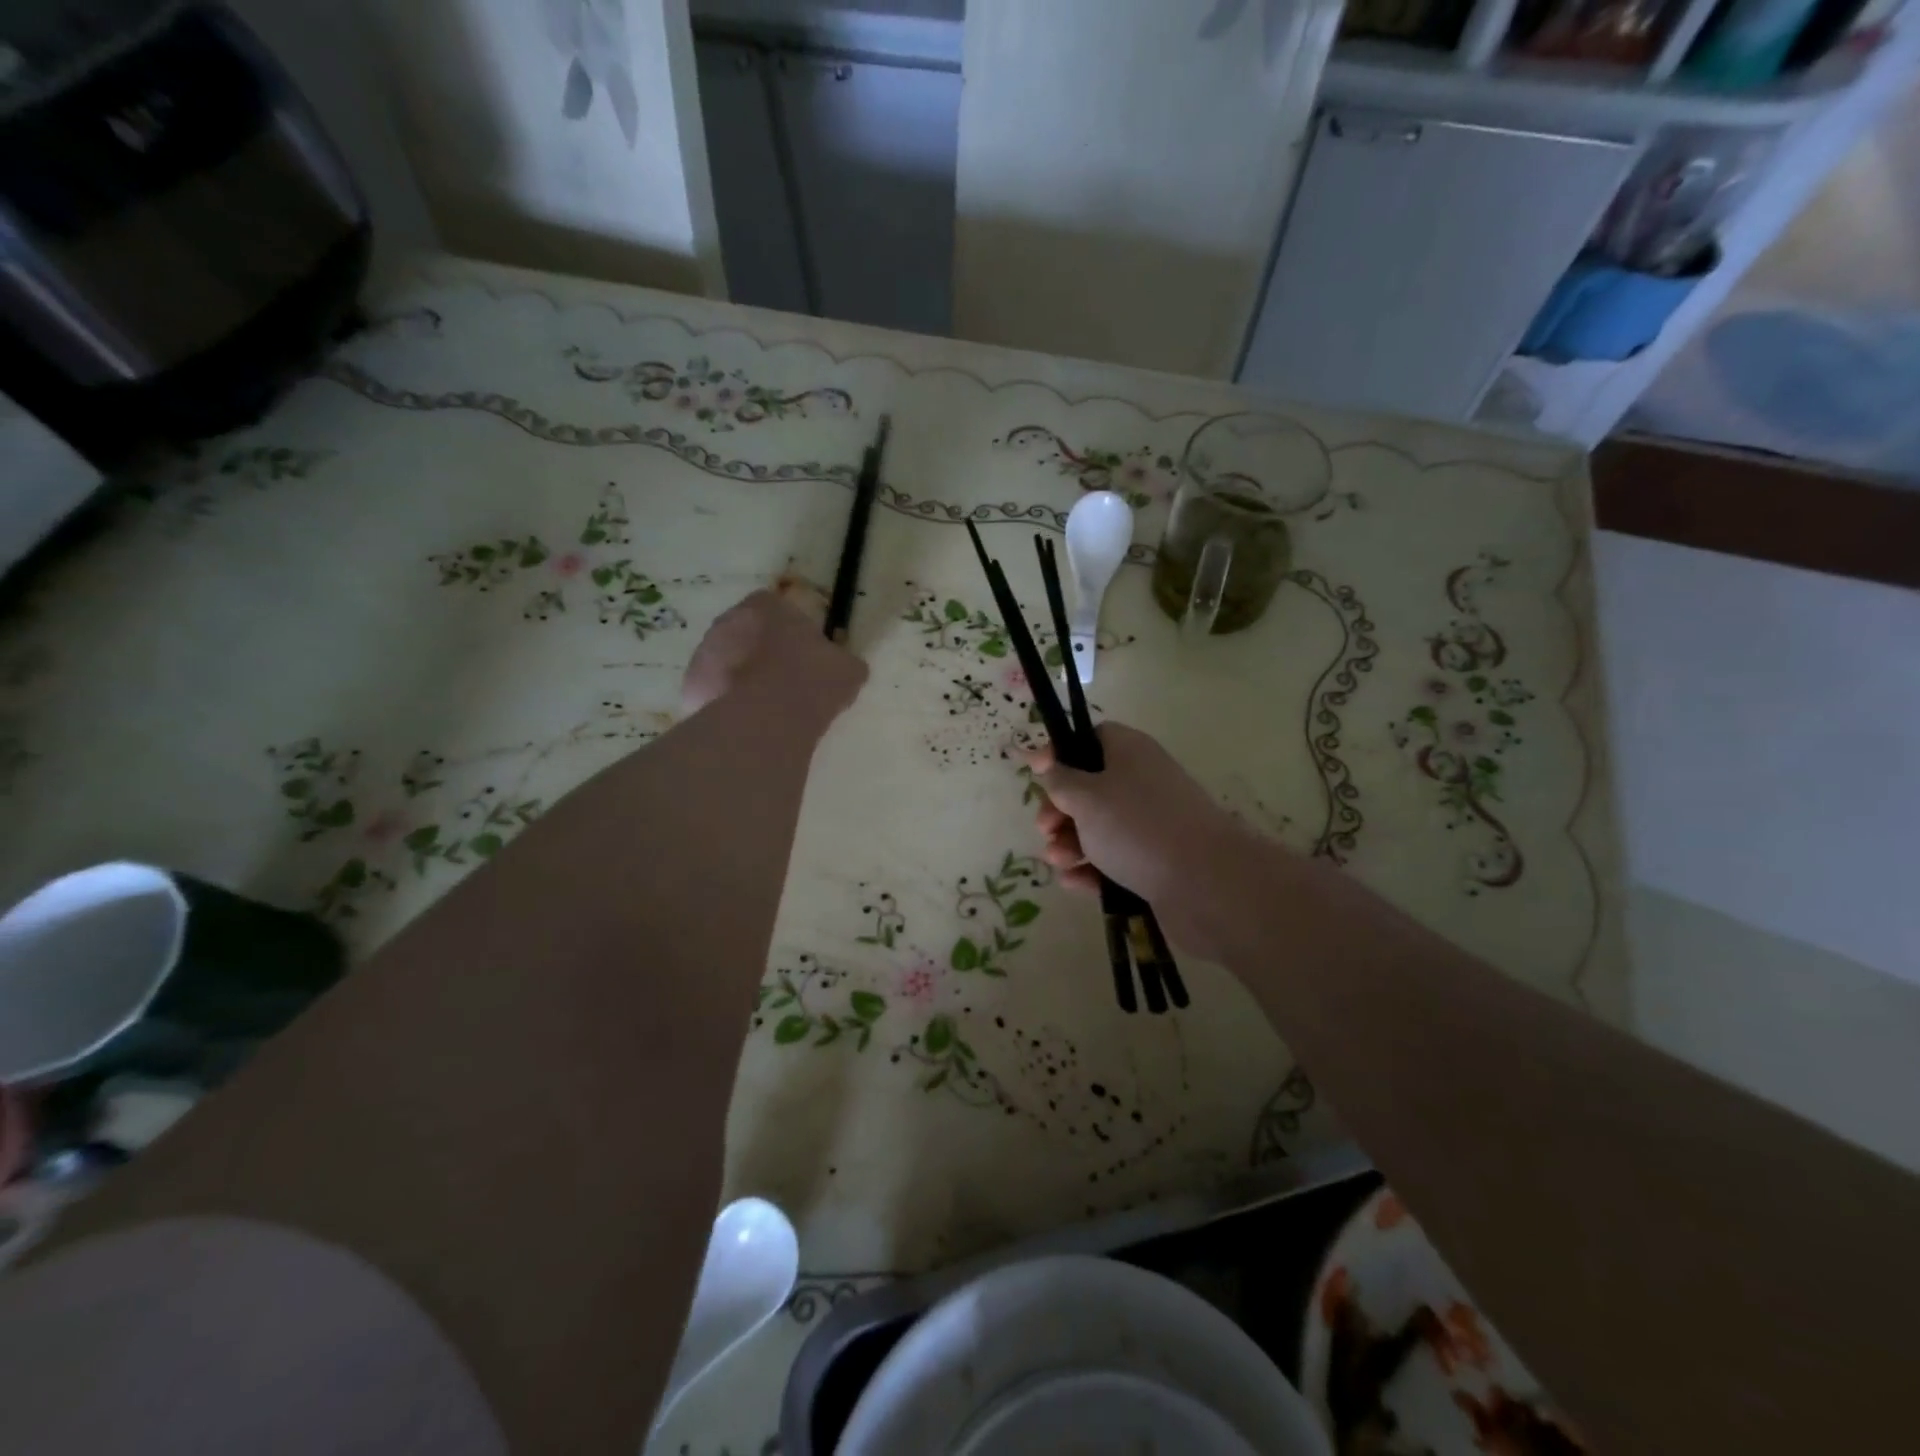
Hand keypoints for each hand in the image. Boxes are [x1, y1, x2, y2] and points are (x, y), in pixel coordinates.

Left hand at [682, 590, 867, 720]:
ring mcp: (703, 653)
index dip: (789, 631)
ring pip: (725, 663)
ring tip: (766, 709)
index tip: (803, 655)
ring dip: (740, 678)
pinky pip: (712, 692)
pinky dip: (725, 704)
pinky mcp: (690, 687)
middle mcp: (728, 621)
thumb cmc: (812, 682)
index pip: (774, 607)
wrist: (768, 719)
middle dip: (760, 653)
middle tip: (783, 682)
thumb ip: (842, 662)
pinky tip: (746, 724)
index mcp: (766, 606)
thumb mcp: (847, 670)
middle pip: (745, 633)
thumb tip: (845, 667)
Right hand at [1026, 723, 1254, 957]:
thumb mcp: (1086, 796)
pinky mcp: (1154, 862)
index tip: (1035, 772)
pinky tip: (1075, 883)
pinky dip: (1092, 869)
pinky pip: (1114, 860)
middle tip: (1045, 828)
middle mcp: (1142, 782)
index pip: (1092, 738)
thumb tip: (1047, 761)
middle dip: (1060, 809)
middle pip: (1090, 787)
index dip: (1061, 753)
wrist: (1205, 883)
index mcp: (1129, 752)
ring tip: (1059, 860)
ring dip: (1070, 842)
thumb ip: (1059, 778)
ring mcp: (1150, 824)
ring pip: (1098, 827)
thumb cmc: (1136, 826)